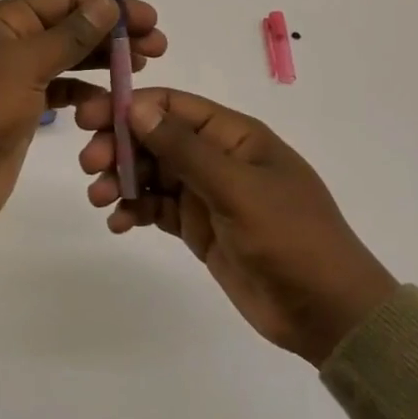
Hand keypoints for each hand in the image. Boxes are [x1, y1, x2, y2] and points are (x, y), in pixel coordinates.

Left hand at [0, 0, 164, 292]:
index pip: (62, 0)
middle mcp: (8, 44)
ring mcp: (14, 79)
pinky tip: (112, 102)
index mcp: (2, 21)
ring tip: (142, 66)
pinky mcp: (21, 112)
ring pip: (68, 60)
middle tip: (157, 45)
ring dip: (103, 61)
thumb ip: (70, 35)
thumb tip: (106, 5)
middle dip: (111, 33)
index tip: (147, 17)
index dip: (106, 5)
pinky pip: (61, 93)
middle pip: (68, 28)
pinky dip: (86, 95)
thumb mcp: (26, 64)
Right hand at [77, 89, 397, 364]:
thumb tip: (138, 108)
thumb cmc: (290, 237)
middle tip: (89, 164)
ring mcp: (208, 193)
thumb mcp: (237, 189)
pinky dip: (135, 209)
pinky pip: (158, 208)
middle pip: (157, 138)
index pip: (174, 106)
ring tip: (100, 198)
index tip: (91, 117)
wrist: (328, 312)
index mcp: (234, 135)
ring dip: (122, 178)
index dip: (132, 106)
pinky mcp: (200, 228)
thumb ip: (185, 149)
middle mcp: (217, 157)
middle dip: (120, 145)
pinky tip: (119, 222)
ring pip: (153, 173)